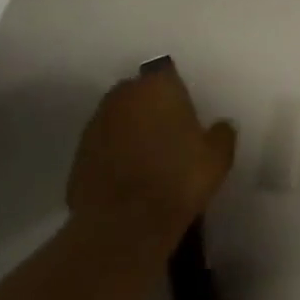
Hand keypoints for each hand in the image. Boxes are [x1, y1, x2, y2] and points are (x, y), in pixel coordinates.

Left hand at [67, 67, 235, 246]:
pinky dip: (113, 155)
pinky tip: (127, 177)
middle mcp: (123, 96)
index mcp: (158, 86)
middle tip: (167, 133)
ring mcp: (96, 125)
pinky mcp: (78, 155)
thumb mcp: (218, 156)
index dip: (176, 93)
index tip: (185, 113)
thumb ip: (222, 133)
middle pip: (139, 93)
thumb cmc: (178, 178)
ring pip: (118, 119)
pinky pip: (103, 146)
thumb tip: (221, 126)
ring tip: (146, 158)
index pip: (167, 74)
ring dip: (129, 130)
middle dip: (149, 107)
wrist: (124, 225)